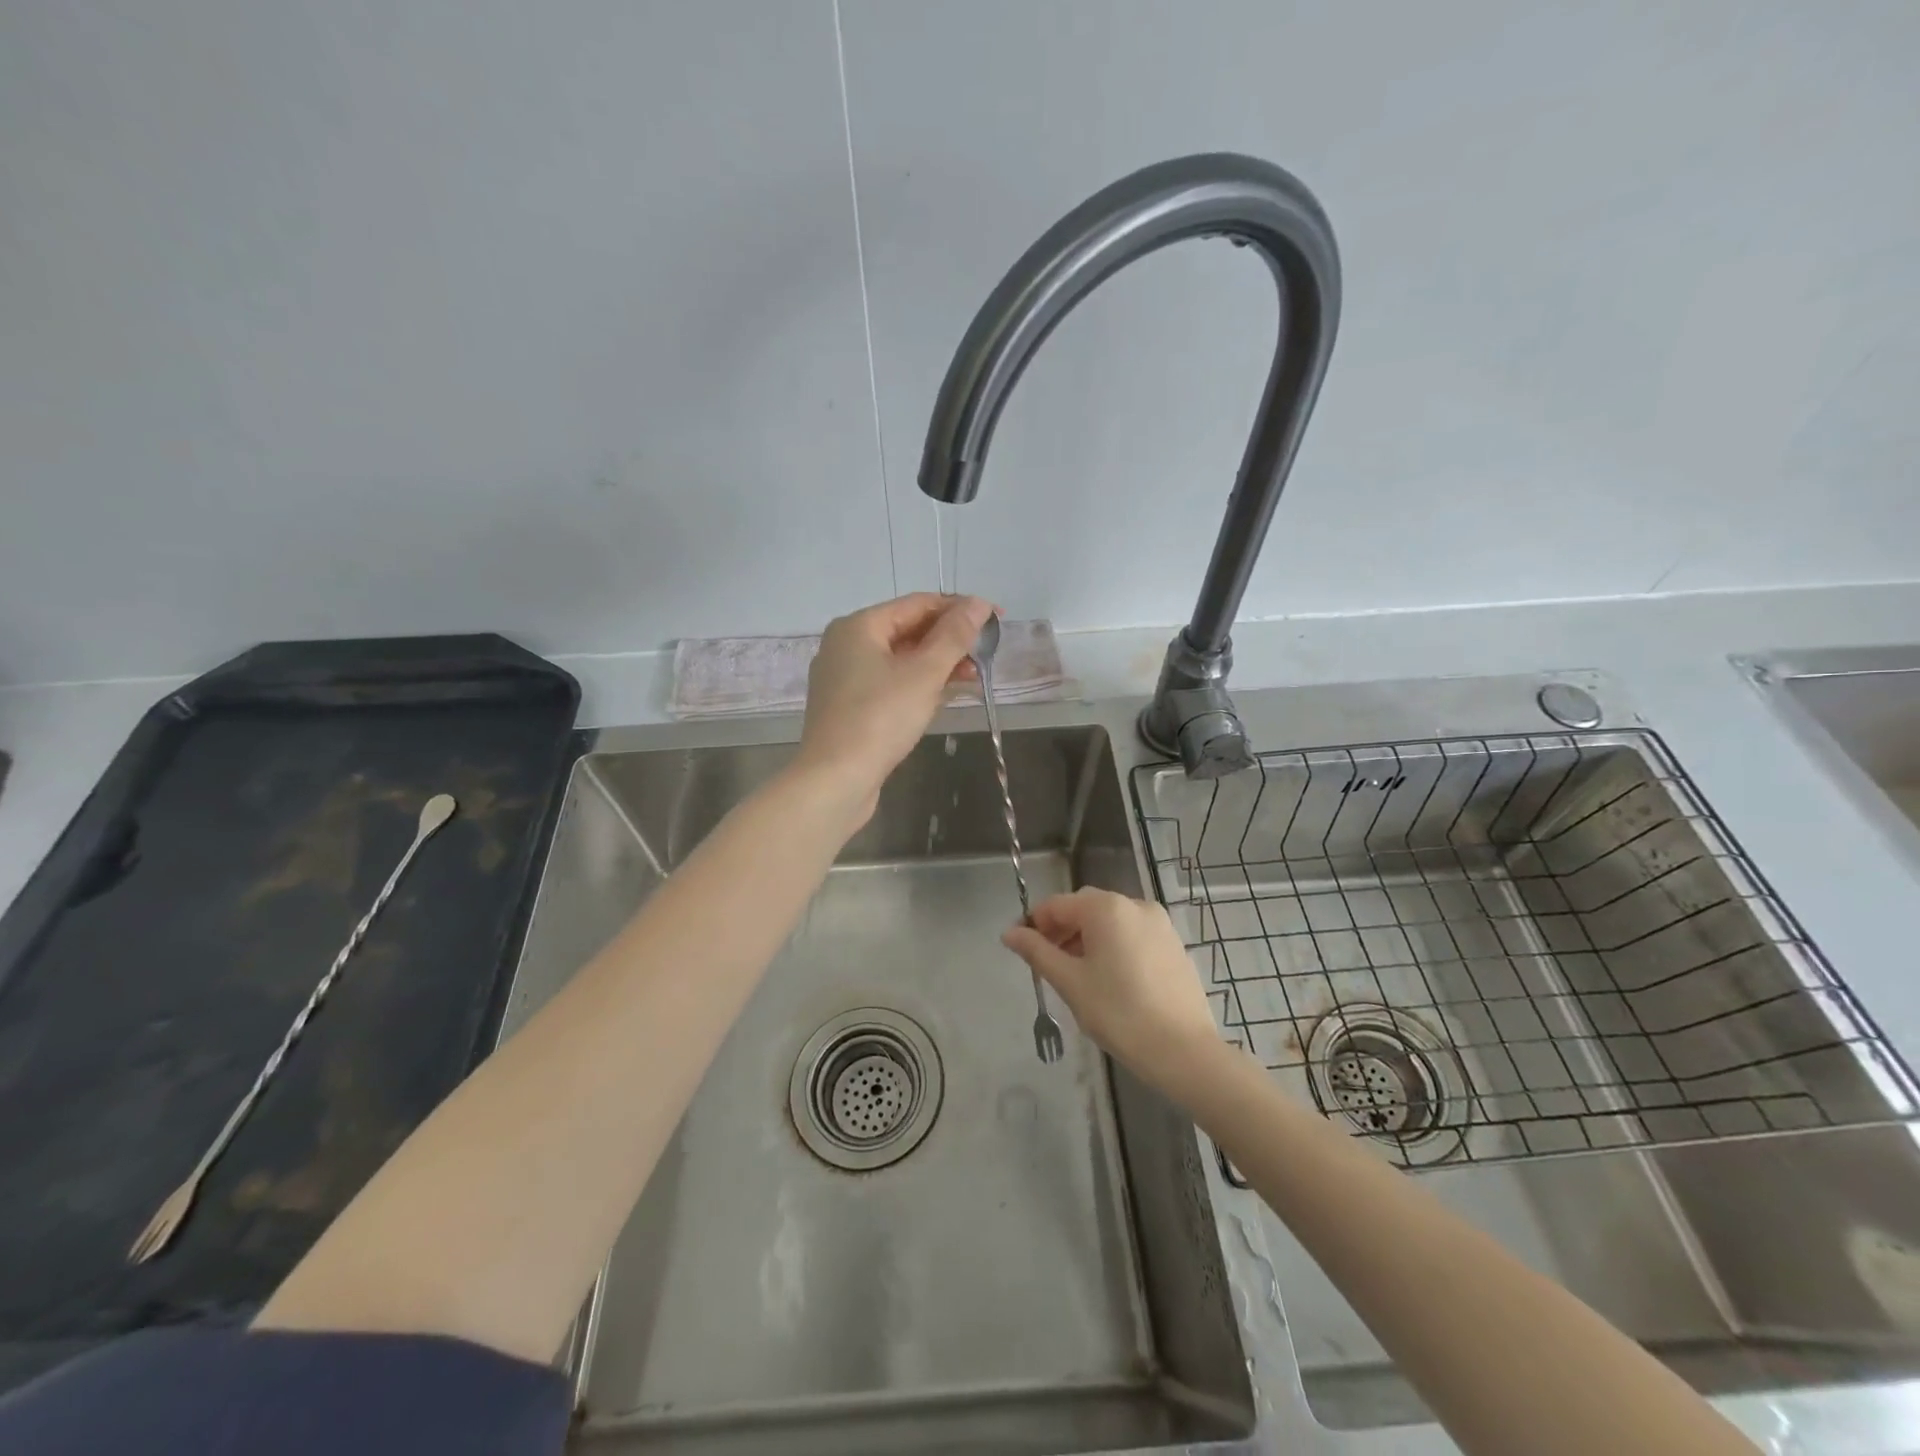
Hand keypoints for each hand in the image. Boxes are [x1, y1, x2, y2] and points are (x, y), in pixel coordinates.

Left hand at [796, 593, 994, 819]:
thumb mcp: (924, 673)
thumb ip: (954, 636)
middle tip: (987, 651)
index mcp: (858, 626)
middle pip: (907, 629)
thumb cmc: (880, 719)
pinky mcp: (848, 707)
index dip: (959, 608)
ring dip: (937, 663)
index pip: (917, 603)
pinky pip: (889, 683)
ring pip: (899, 659)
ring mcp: (844, 678)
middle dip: (949, 639)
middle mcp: (846, 645)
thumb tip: (979, 603)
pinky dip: (918, 684)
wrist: (834, 780)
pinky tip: (944, 695)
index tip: (996, 618)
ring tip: (974, 675)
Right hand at [1003, 888, 1222, 1092]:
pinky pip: (1132, 934)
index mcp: (1106, 908)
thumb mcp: (1070, 982)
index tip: (1020, 948)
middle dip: (1061, 930)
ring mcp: (1159, 923)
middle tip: (1046, 964)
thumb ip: (1037, 952)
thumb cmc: (1119, 1013)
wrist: (1184, 1051)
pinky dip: (1113, 945)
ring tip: (1075, 974)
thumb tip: (1009, 933)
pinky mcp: (1173, 944)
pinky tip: (1109, 979)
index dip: (1034, 923)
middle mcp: (1134, 904)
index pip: (1057, 904)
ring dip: (1086, 938)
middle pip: (1085, 907)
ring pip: (1110, 921)